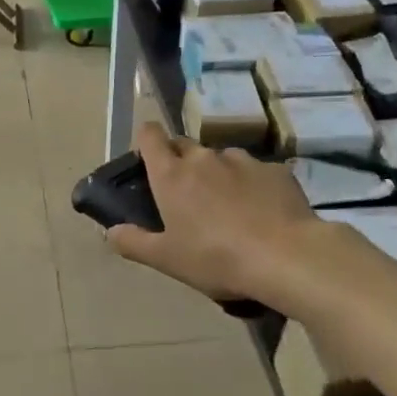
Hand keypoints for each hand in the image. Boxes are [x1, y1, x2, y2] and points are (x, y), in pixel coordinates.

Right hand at [106, 123, 321, 306]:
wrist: (286, 257)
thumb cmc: (215, 258)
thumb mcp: (166, 259)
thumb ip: (133, 242)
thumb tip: (110, 231)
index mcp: (171, 176)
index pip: (150, 136)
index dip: (146, 140)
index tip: (147, 157)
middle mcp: (204, 158)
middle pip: (184, 145)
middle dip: (179, 161)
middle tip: (184, 194)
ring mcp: (243, 161)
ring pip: (221, 159)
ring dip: (218, 174)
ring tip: (228, 207)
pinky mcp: (276, 171)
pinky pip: (255, 172)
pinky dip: (251, 186)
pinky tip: (260, 212)